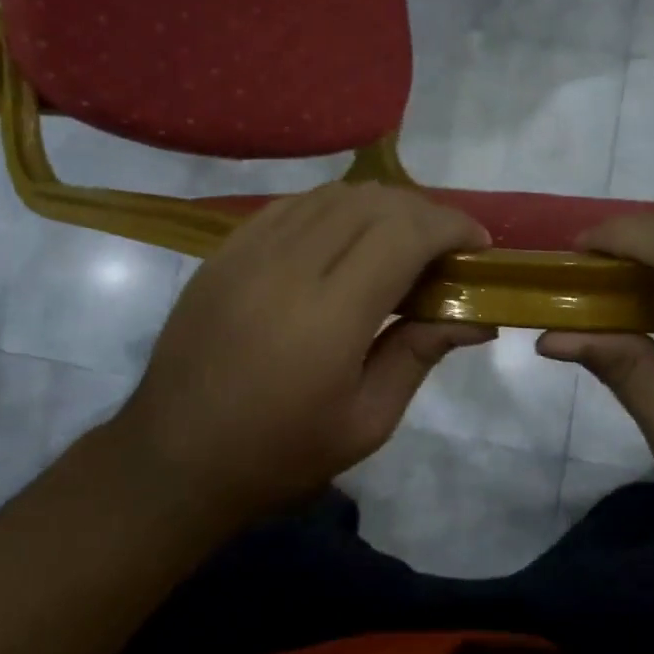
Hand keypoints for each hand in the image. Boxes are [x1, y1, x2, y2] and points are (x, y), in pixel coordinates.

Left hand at [109, 183, 491, 529]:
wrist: (175, 458)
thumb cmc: (279, 454)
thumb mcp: (366, 421)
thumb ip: (419, 354)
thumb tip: (476, 316)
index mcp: (329, 315)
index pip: (404, 233)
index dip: (451, 227)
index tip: (478, 246)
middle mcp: (288, 266)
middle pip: (372, 203)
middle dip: (423, 213)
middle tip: (445, 249)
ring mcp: (248, 251)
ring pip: (332, 195)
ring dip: (379, 207)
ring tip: (400, 241)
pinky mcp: (223, 251)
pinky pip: (291, 206)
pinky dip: (333, 210)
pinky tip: (344, 239)